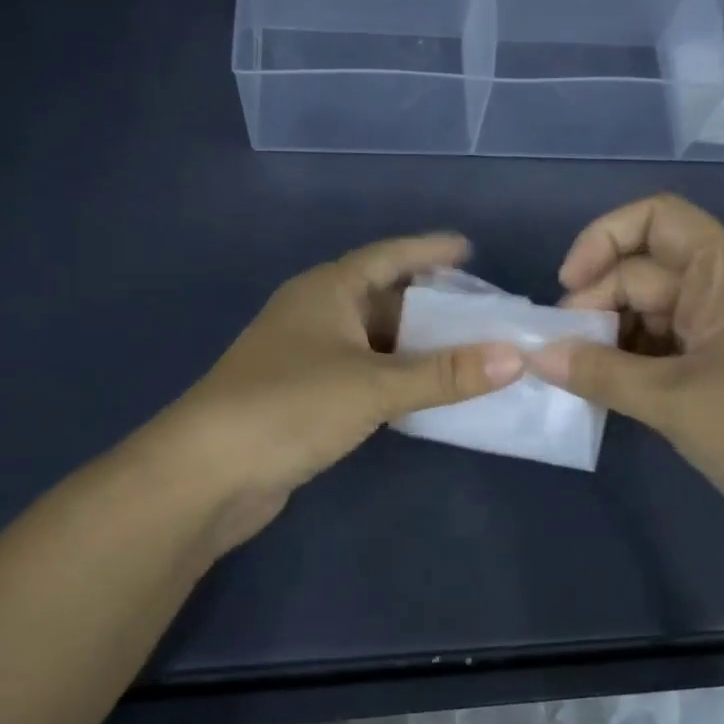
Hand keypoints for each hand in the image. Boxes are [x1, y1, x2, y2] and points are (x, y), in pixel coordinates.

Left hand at [146, 234, 524, 553]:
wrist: (207, 473)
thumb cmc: (289, 406)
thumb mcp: (374, 385)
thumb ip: (444, 374)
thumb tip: (515, 357)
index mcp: (326, 290)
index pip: (388, 256)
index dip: (428, 250)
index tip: (468, 250)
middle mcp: (315, 314)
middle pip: (383, 298)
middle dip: (431, 304)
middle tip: (483, 311)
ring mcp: (306, 357)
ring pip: (374, 341)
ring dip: (416, 347)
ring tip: (467, 351)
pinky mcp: (304, 397)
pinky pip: (363, 375)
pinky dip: (396, 379)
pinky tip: (425, 392)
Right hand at [528, 194, 723, 555]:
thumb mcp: (675, 402)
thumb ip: (599, 373)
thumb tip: (534, 354)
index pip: (653, 219)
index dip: (601, 240)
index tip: (567, 289)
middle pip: (640, 270)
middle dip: (595, 305)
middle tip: (560, 356)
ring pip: (647, 312)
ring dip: (608, 339)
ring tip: (576, 379)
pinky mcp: (722, 365)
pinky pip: (662, 347)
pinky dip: (630, 364)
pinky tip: (604, 392)